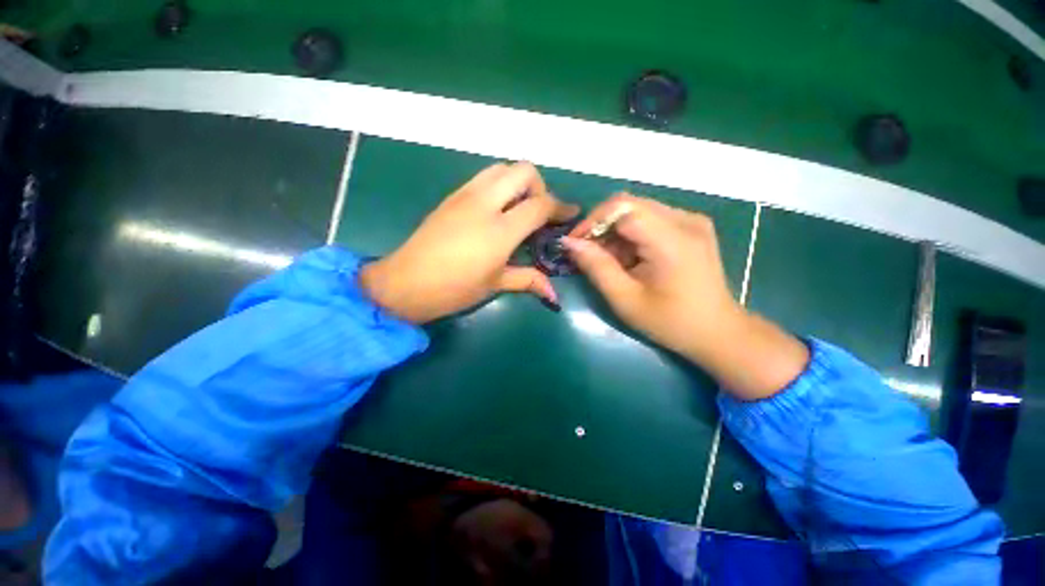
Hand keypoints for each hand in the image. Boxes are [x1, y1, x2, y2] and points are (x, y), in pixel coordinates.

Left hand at [359, 162, 578, 324]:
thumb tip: (553, 292)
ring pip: (501, 168)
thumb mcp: (495, 284)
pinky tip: (495, 210)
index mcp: (500, 230)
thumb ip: (528, 280)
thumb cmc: (454, 289)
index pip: (540, 204)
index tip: (569, 213)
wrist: (405, 283)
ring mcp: (465, 195)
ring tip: (517, 208)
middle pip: (523, 171)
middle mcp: (485, 203)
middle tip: (538, 212)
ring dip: (517, 182)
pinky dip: (498, 185)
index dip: (560, 207)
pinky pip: (482, 178)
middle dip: (539, 186)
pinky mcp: (451, 196)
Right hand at [561, 194, 807, 399]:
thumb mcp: (625, 299)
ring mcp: (692, 220)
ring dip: (615, 232)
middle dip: (601, 226)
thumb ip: (596, 267)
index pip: (622, 208)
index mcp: (672, 239)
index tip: (574, 243)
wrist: (717, 332)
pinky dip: (631, 235)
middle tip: (587, 253)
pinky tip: (628, 258)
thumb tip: (569, 242)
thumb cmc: (670, 322)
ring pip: (637, 210)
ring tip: (607, 260)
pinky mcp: (692, 226)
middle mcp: (685, 219)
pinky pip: (651, 219)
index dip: (592, 221)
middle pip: (629, 205)